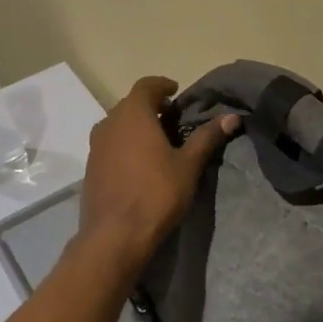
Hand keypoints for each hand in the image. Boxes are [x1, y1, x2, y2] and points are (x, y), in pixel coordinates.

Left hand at [78, 77, 238, 272]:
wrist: (115, 236)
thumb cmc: (156, 194)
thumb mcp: (188, 165)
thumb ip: (207, 137)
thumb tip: (232, 117)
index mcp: (133, 115)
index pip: (146, 85)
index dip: (163, 85)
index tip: (177, 92)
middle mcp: (109, 123)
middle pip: (131, 104)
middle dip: (152, 107)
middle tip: (174, 119)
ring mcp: (95, 146)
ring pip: (118, 125)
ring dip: (138, 126)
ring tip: (159, 142)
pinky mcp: (90, 167)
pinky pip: (111, 144)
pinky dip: (126, 144)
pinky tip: (141, 164)